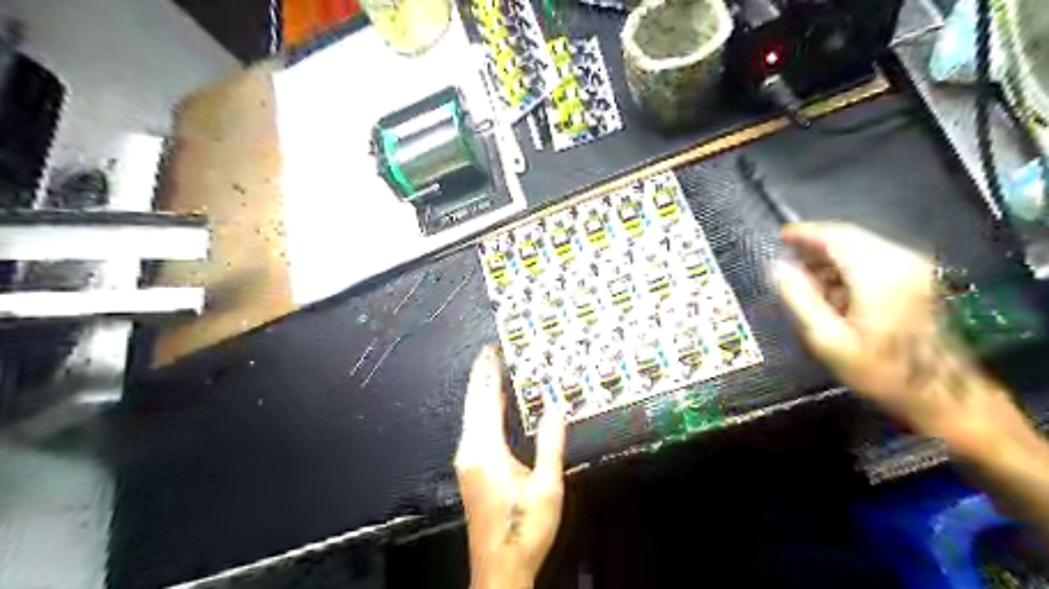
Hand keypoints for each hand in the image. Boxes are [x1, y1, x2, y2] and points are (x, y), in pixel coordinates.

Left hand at [451, 345, 564, 588]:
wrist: (499, 569)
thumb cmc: (525, 530)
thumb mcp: (547, 486)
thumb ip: (550, 444)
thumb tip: (556, 408)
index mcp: (486, 451)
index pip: (486, 401)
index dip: (489, 374)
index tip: (491, 351)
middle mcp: (470, 451)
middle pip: (474, 404)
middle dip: (481, 376)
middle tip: (489, 353)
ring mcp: (466, 461)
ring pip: (471, 415)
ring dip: (481, 391)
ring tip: (491, 371)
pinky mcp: (469, 470)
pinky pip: (474, 427)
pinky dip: (482, 409)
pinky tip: (492, 405)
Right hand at [774, 220, 1011, 442]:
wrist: (943, 393)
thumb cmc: (879, 370)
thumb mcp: (828, 339)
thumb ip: (800, 297)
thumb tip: (777, 266)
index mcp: (878, 272)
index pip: (836, 236)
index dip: (804, 233)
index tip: (780, 236)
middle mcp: (901, 261)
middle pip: (851, 237)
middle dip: (817, 243)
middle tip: (788, 256)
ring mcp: (915, 268)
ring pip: (864, 245)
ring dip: (832, 254)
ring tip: (806, 274)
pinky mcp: (920, 279)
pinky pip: (876, 257)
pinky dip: (850, 263)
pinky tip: (835, 285)